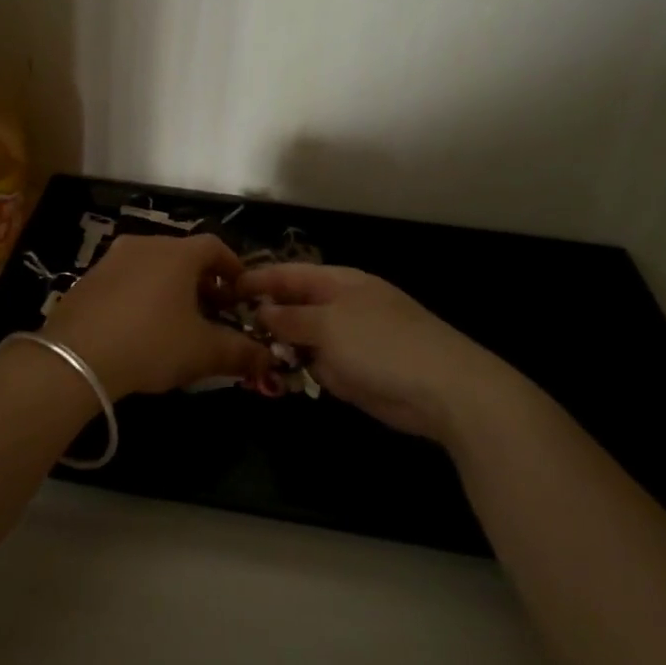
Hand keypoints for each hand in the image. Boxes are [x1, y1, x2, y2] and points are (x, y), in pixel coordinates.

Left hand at [44, 234, 273, 397]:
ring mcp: (111, 259)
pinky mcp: (88, 279)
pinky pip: (126, 279)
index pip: (215, 246)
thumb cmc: (150, 343)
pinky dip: (142, 294)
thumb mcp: (202, 352)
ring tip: (178, 321)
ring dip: (171, 287)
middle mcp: (144, 245)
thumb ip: (239, 352)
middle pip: (183, 255)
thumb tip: (268, 359)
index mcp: (177, 253)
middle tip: (214, 311)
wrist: (75, 357)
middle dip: (203, 281)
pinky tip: (141, 326)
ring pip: (153, 266)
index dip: (233, 267)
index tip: (241, 292)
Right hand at [235, 264, 532, 445]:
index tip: (222, 289)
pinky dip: (297, 371)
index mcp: (338, 282)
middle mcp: (340, 307)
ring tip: (244, 358)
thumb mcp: (328, 324)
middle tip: (225, 330)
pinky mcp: (352, 373)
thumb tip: (261, 311)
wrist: (443, 390)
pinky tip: (274, 379)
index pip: (288, 274)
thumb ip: (290, 317)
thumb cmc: (382, 344)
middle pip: (292, 307)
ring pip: (300, 339)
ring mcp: (347, 341)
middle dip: (262, 317)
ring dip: (278, 349)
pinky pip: (315, 366)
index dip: (257, 279)